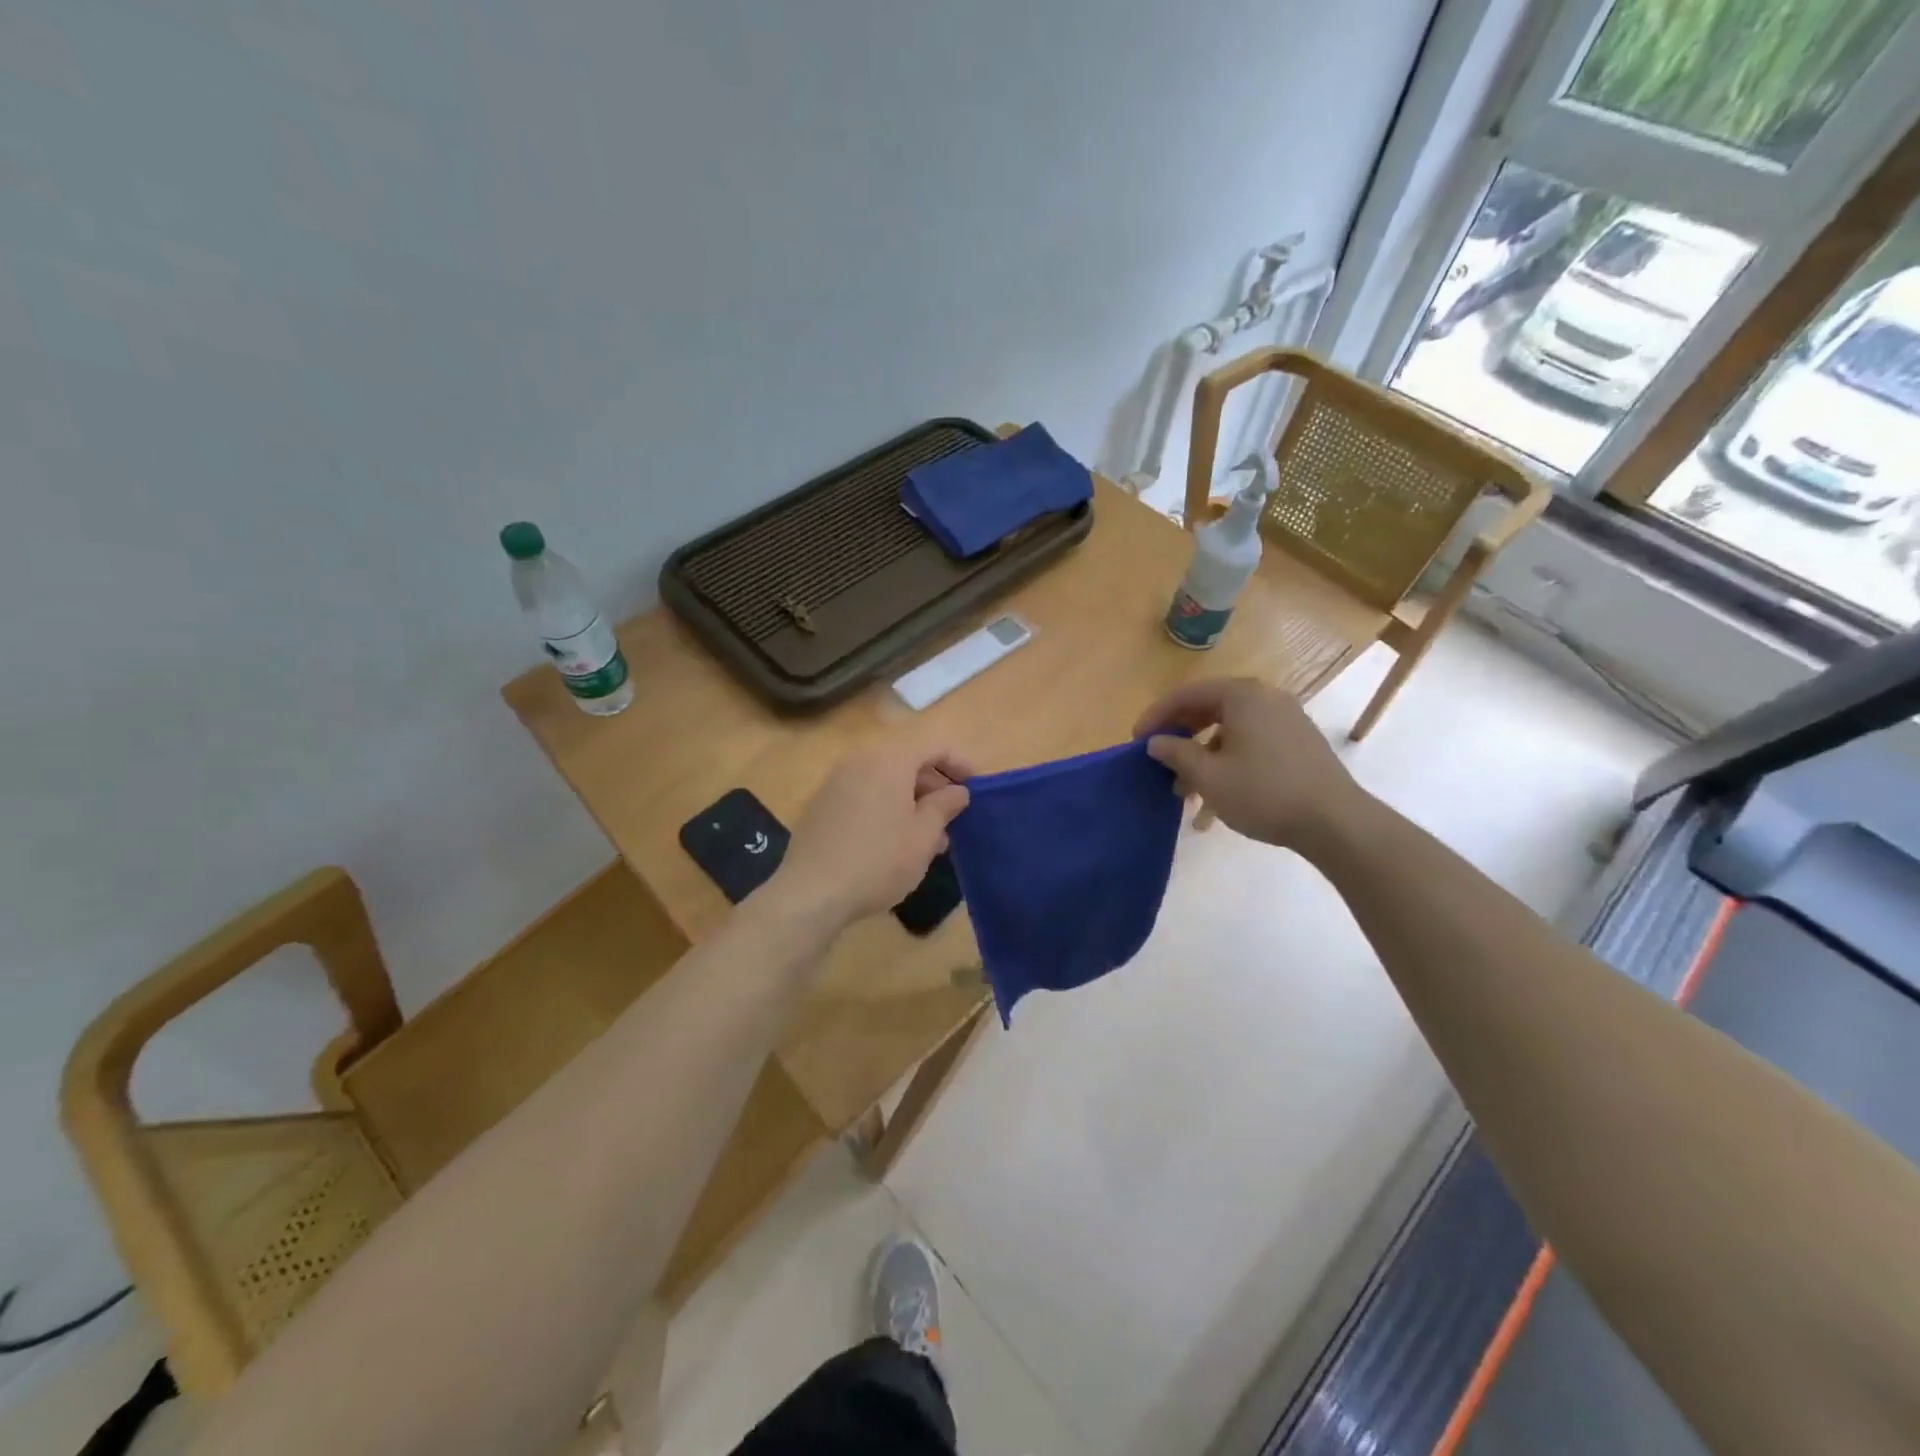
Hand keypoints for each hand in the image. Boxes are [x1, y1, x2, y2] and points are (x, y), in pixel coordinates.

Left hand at [765, 745, 971, 928]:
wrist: (812, 892)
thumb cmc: (879, 860)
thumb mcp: (924, 835)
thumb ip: (945, 805)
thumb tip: (958, 790)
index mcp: (890, 760)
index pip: (935, 747)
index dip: (960, 765)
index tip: (976, 789)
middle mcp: (861, 760)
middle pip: (907, 762)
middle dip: (934, 787)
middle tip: (953, 818)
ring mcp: (836, 781)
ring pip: (885, 781)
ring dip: (910, 801)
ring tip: (928, 838)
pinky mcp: (821, 804)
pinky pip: (863, 795)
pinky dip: (885, 808)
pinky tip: (893, 842)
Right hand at [1133, 678, 1362, 850]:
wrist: (1335, 821)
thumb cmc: (1264, 792)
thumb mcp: (1209, 776)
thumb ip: (1176, 753)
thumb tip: (1156, 742)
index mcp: (1242, 696)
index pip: (1187, 694)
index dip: (1157, 716)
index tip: (1136, 740)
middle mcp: (1266, 698)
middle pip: (1209, 710)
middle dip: (1181, 738)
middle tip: (1159, 761)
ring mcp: (1286, 720)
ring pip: (1230, 731)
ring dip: (1203, 757)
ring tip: (1186, 791)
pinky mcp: (1298, 743)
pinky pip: (1252, 744)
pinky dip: (1229, 762)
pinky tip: (1218, 797)